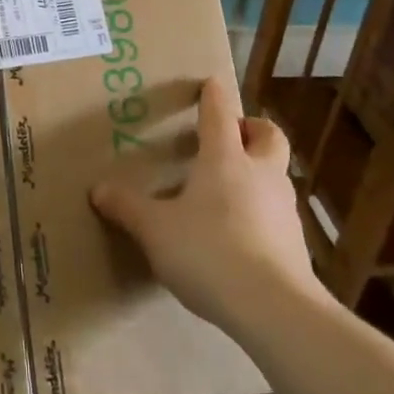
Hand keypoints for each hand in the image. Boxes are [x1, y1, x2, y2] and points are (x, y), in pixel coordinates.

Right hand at [89, 77, 321, 330]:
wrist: (273, 309)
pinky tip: (238, 233)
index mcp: (224, 159)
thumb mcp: (155, 229)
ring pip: (275, 174)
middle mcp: (259, 174)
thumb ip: (127, 207)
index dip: (214, 96)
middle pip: (268, 135)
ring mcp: (283, 208)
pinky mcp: (295, 243)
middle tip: (230, 135)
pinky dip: (260, 210)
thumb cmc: (208, 251)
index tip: (210, 83)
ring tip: (227, 188)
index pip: (220, 114)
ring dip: (257, 171)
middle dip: (252, 128)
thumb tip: (98, 189)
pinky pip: (276, 212)